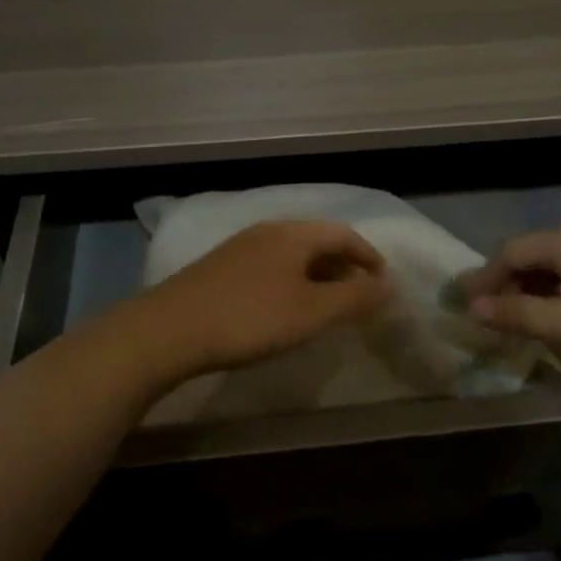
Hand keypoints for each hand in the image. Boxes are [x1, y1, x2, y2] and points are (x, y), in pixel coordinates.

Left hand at [131, 219, 393, 379]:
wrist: (169, 330)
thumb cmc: (249, 318)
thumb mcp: (311, 312)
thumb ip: (354, 298)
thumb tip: (390, 285)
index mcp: (293, 234)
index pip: (343, 234)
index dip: (368, 257)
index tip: (383, 284)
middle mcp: (267, 230)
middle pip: (316, 240)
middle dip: (343, 265)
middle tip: (359, 296)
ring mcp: (239, 247)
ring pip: (291, 253)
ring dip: (317, 274)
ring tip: (326, 304)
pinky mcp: (220, 266)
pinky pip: (270, 265)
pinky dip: (291, 280)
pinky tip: (284, 306)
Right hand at [457, 221, 560, 365]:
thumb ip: (519, 315)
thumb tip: (472, 308)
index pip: (508, 254)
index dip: (485, 280)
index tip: (468, 305)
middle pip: (532, 254)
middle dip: (509, 283)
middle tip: (496, 315)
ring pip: (558, 261)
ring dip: (536, 287)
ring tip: (529, 317)